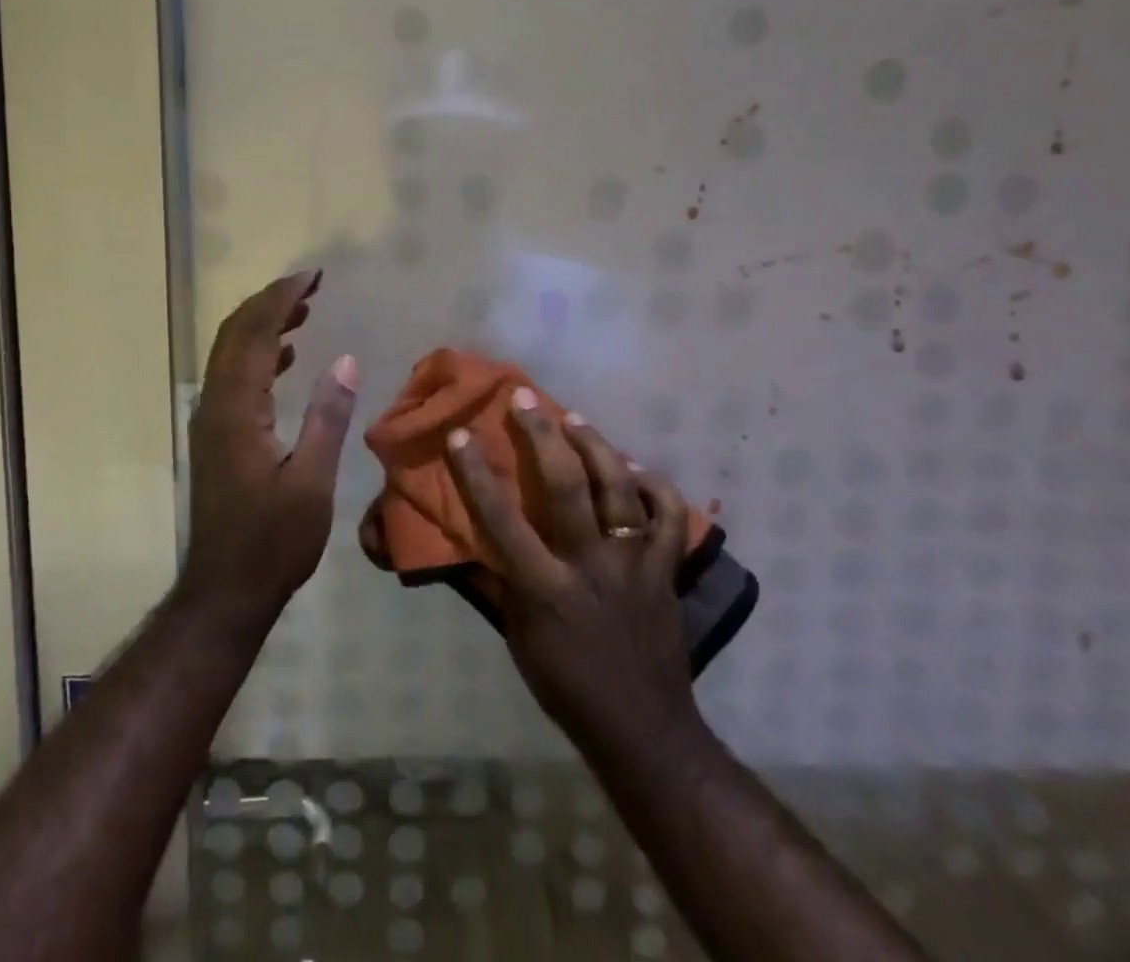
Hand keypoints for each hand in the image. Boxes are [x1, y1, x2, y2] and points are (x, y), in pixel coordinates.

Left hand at [181, 271, 358, 618]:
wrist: (225, 591)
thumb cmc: (273, 541)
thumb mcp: (312, 481)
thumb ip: (328, 417)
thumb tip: (346, 359)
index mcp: (237, 409)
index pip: (256, 334)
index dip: (282, 299)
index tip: (313, 276)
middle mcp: (216, 405)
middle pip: (235, 334)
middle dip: (270, 302)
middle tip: (310, 284)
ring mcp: (211, 420)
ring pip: (231, 353)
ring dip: (263, 324)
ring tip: (304, 309)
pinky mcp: (217, 436)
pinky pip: (234, 377)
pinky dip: (260, 354)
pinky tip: (288, 356)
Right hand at [445, 389, 699, 759]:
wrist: (642, 728)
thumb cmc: (565, 683)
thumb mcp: (517, 637)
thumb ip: (498, 581)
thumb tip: (471, 538)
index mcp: (544, 588)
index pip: (501, 519)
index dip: (475, 473)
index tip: (460, 434)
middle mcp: (590, 565)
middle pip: (567, 485)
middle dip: (543, 435)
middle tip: (526, 400)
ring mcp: (634, 564)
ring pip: (619, 488)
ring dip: (596, 446)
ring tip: (575, 420)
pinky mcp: (666, 569)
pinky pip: (668, 516)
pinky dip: (654, 486)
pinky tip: (636, 469)